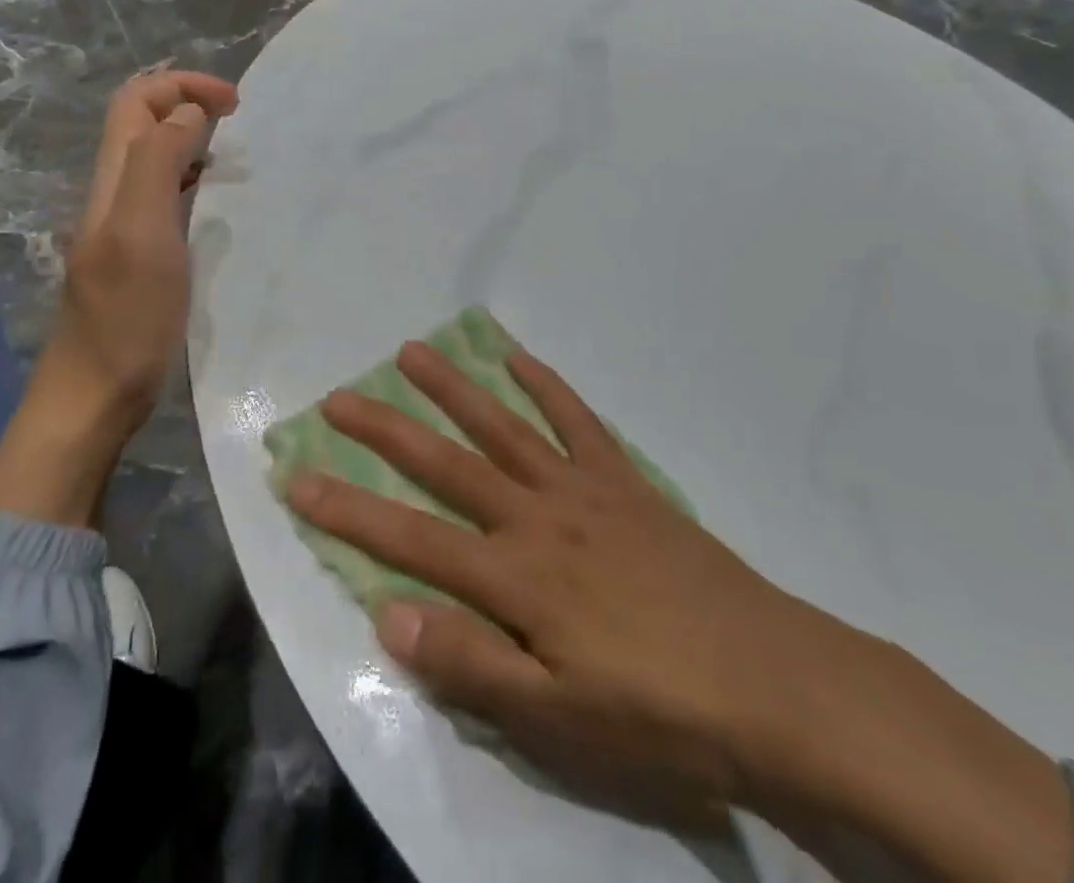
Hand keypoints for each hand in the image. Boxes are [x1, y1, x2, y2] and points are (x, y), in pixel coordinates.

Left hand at [0, 68, 237, 525]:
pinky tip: (219, 201)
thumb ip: (157, 162)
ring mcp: (125, 225)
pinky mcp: (139, 255)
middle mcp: (114, 193)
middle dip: (188, 102)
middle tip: (239, 120)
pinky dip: (194, 178)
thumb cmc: (126, 317)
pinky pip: (166, 195)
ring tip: (236, 152)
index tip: (235, 103)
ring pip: (154, 157)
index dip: (182, 85)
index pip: (136, 100)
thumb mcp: (141, 232)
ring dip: (192, 139)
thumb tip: (188, 113)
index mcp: (113, 180)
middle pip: (141, 122)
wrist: (95, 395)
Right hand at [283, 340, 813, 831]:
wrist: (776, 687)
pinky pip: (578, 422)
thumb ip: (471, 663)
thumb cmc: (661, 715)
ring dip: (453, 388)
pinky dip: (546, 386)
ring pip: (502, 426)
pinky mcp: (624, 483)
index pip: (409, 538)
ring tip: (412, 352)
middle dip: (385, 429)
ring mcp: (583, 490)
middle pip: (445, 463)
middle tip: (339, 395)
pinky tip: (517, 357)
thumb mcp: (560, 721)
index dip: (347, 509)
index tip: (297, 477)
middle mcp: (538, 516)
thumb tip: (386, 612)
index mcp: (516, 575)